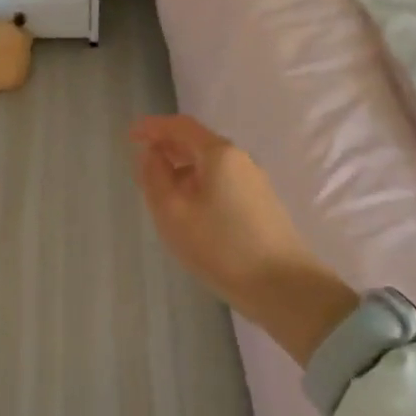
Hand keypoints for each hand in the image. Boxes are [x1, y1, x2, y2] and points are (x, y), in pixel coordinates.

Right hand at [129, 114, 358, 367]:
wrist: (285, 289)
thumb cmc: (221, 246)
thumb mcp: (172, 212)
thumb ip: (154, 177)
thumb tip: (150, 155)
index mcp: (219, 154)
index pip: (180, 126)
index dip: (153, 127)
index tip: (130, 134)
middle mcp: (240, 160)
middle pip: (197, 142)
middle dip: (167, 147)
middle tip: (141, 162)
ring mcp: (254, 182)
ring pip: (209, 165)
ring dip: (181, 168)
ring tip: (160, 189)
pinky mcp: (261, 205)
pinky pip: (221, 182)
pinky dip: (197, 184)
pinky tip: (188, 209)